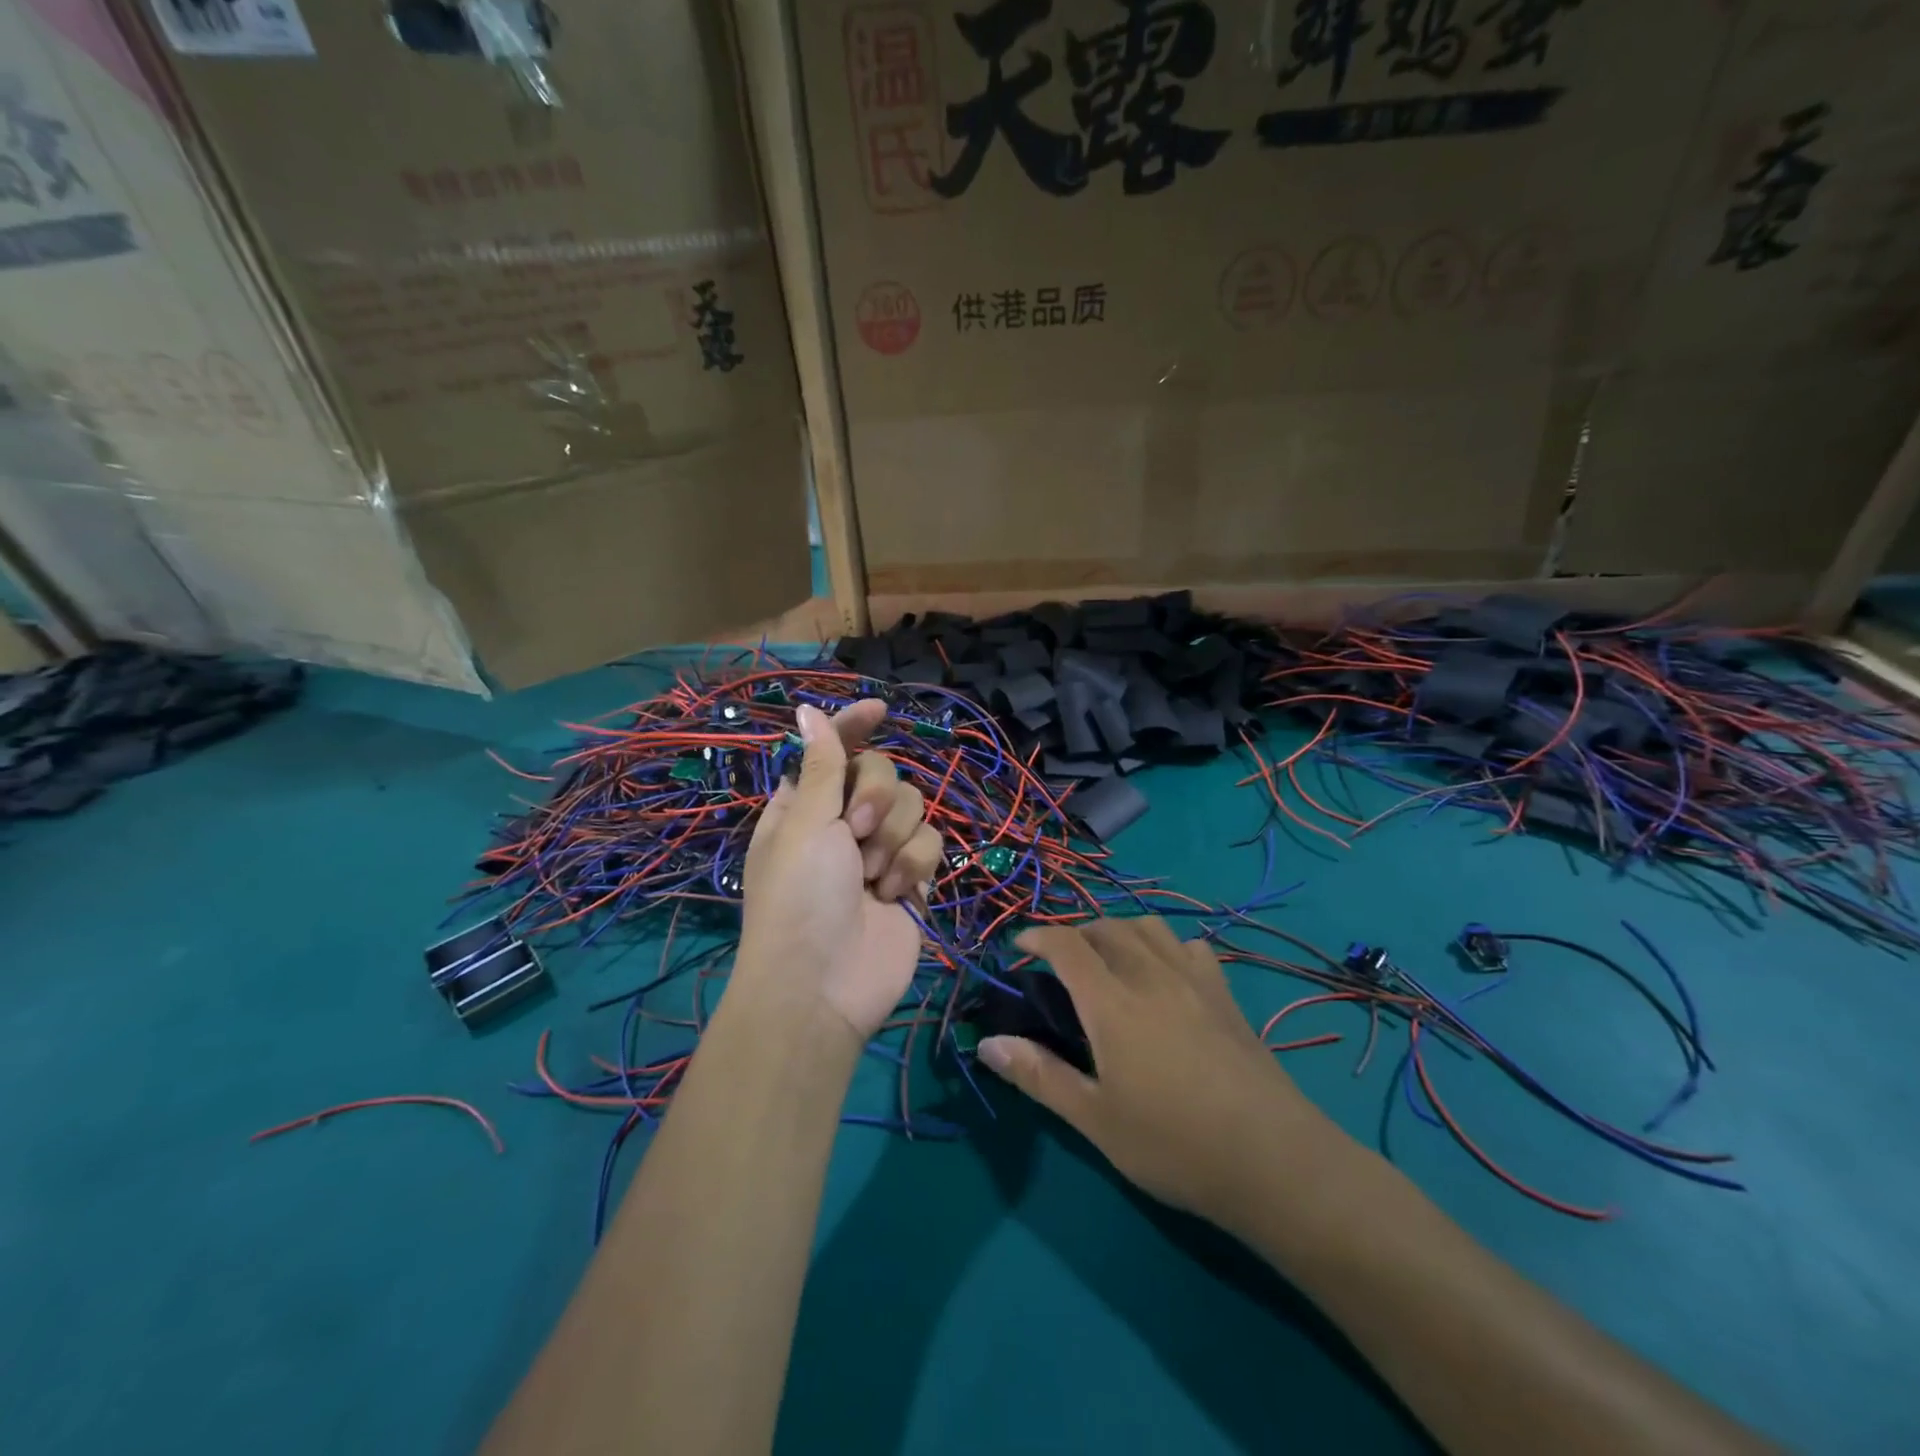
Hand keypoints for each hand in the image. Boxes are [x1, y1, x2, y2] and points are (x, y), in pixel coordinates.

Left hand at [737, 700, 943, 1040]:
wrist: (824, 985)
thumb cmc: (799, 897)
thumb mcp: (804, 824)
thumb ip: (821, 765)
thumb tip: (807, 709)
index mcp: (806, 804)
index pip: (834, 749)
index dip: (854, 725)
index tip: (880, 708)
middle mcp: (844, 821)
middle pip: (883, 772)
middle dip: (876, 797)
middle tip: (856, 830)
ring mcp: (881, 850)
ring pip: (914, 805)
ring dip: (894, 838)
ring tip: (871, 877)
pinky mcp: (912, 877)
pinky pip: (931, 843)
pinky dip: (914, 865)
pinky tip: (893, 895)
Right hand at [979, 917, 1334, 1222]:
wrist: (1274, 1160)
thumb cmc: (1175, 1145)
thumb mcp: (1096, 1120)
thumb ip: (1040, 1076)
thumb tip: (988, 1044)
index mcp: (1112, 1002)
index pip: (1067, 945)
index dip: (1038, 936)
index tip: (1019, 945)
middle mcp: (1151, 975)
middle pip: (1107, 927)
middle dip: (1076, 934)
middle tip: (1060, 964)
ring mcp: (1194, 980)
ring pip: (1149, 927)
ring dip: (1119, 932)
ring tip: (1109, 962)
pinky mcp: (1226, 995)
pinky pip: (1189, 946)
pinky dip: (1166, 946)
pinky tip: (1166, 976)